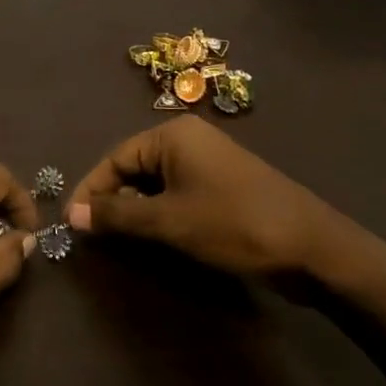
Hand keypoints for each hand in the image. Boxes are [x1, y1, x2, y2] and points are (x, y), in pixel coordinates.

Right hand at [67, 116, 365, 279]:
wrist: (314, 249)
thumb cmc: (234, 225)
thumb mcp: (169, 221)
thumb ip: (117, 216)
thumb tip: (72, 214)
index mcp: (173, 135)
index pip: (114, 158)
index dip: (90, 190)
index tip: (72, 223)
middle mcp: (188, 140)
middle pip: (133, 167)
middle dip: (112, 200)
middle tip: (94, 234)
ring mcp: (208, 162)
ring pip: (154, 183)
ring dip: (135, 209)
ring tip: (119, 239)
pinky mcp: (223, 185)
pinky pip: (177, 192)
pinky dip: (160, 212)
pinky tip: (155, 236)